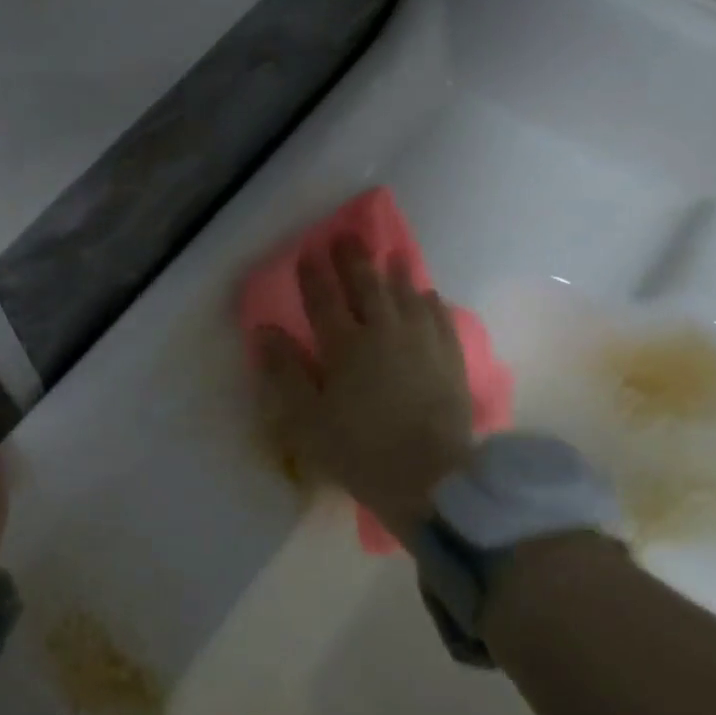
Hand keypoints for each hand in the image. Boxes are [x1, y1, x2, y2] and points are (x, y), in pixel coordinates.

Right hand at [258, 238, 475, 537]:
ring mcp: (422, 342)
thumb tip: (265, 331)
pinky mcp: (450, 359)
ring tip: (392, 255)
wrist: (431, 477)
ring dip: (396, 273)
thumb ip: (285, 371)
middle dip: (354, 260)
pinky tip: (428, 296)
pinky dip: (430, 302)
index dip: (314, 275)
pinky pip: (440, 318)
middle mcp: (384, 332)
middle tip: (346, 237)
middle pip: (367, 286)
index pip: (324, 299)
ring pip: (407, 295)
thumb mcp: (307, 419)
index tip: (308, 252)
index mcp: (345, 346)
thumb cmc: (359, 450)